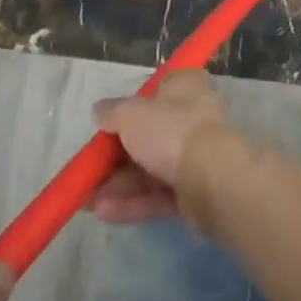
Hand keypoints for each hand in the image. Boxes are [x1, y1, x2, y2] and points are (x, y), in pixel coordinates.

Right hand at [89, 69, 234, 223]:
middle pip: (148, 135)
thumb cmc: (171, 131)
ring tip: (86, 201)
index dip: (130, 107)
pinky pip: (159, 195)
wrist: (213, 180)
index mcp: (184, 87)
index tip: (106, 125)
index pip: (155, 91)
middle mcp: (192, 118)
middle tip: (88, 171)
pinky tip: (104, 212)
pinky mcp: (195, 192)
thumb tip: (100, 111)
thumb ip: (112, 112)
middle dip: (115, 157)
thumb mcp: (130, 113)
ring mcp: (195, 157)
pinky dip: (133, 202)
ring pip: (150, 169)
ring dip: (118, 184)